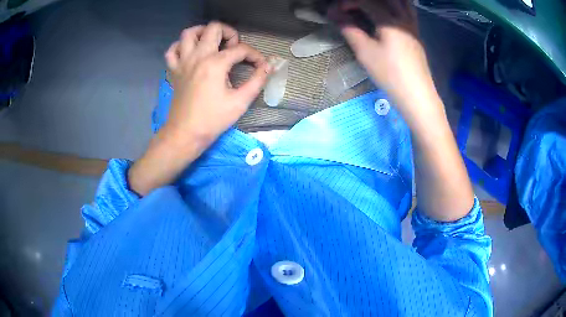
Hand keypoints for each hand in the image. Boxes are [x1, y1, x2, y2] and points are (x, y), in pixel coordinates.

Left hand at [164, 22, 270, 147]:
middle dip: (229, 33)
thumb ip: (257, 81)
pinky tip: (190, 53)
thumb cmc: (213, 119)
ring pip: (189, 33)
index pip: (240, 49)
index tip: (260, 66)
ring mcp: (183, 62)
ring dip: (203, 32)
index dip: (254, 55)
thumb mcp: (240, 102)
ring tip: (212, 42)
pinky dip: (181, 46)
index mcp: (215, 63)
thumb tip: (268, 66)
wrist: (185, 134)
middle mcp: (198, 56)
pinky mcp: (174, 71)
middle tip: (233, 48)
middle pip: (213, 28)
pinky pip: (172, 50)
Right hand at [330, 1, 474, 221]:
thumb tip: (334, 14)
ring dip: (386, 2)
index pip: (366, 2)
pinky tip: (387, 17)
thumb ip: (349, 29)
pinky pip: (407, 12)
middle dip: (367, 0)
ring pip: (402, 3)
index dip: (348, 3)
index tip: (336, 11)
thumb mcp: (365, 52)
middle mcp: (404, 18)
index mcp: (390, 20)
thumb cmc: (390, 74)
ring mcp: (413, 26)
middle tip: (354, 7)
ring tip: (371, 8)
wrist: (417, 96)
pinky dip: (396, 8)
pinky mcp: (417, 35)